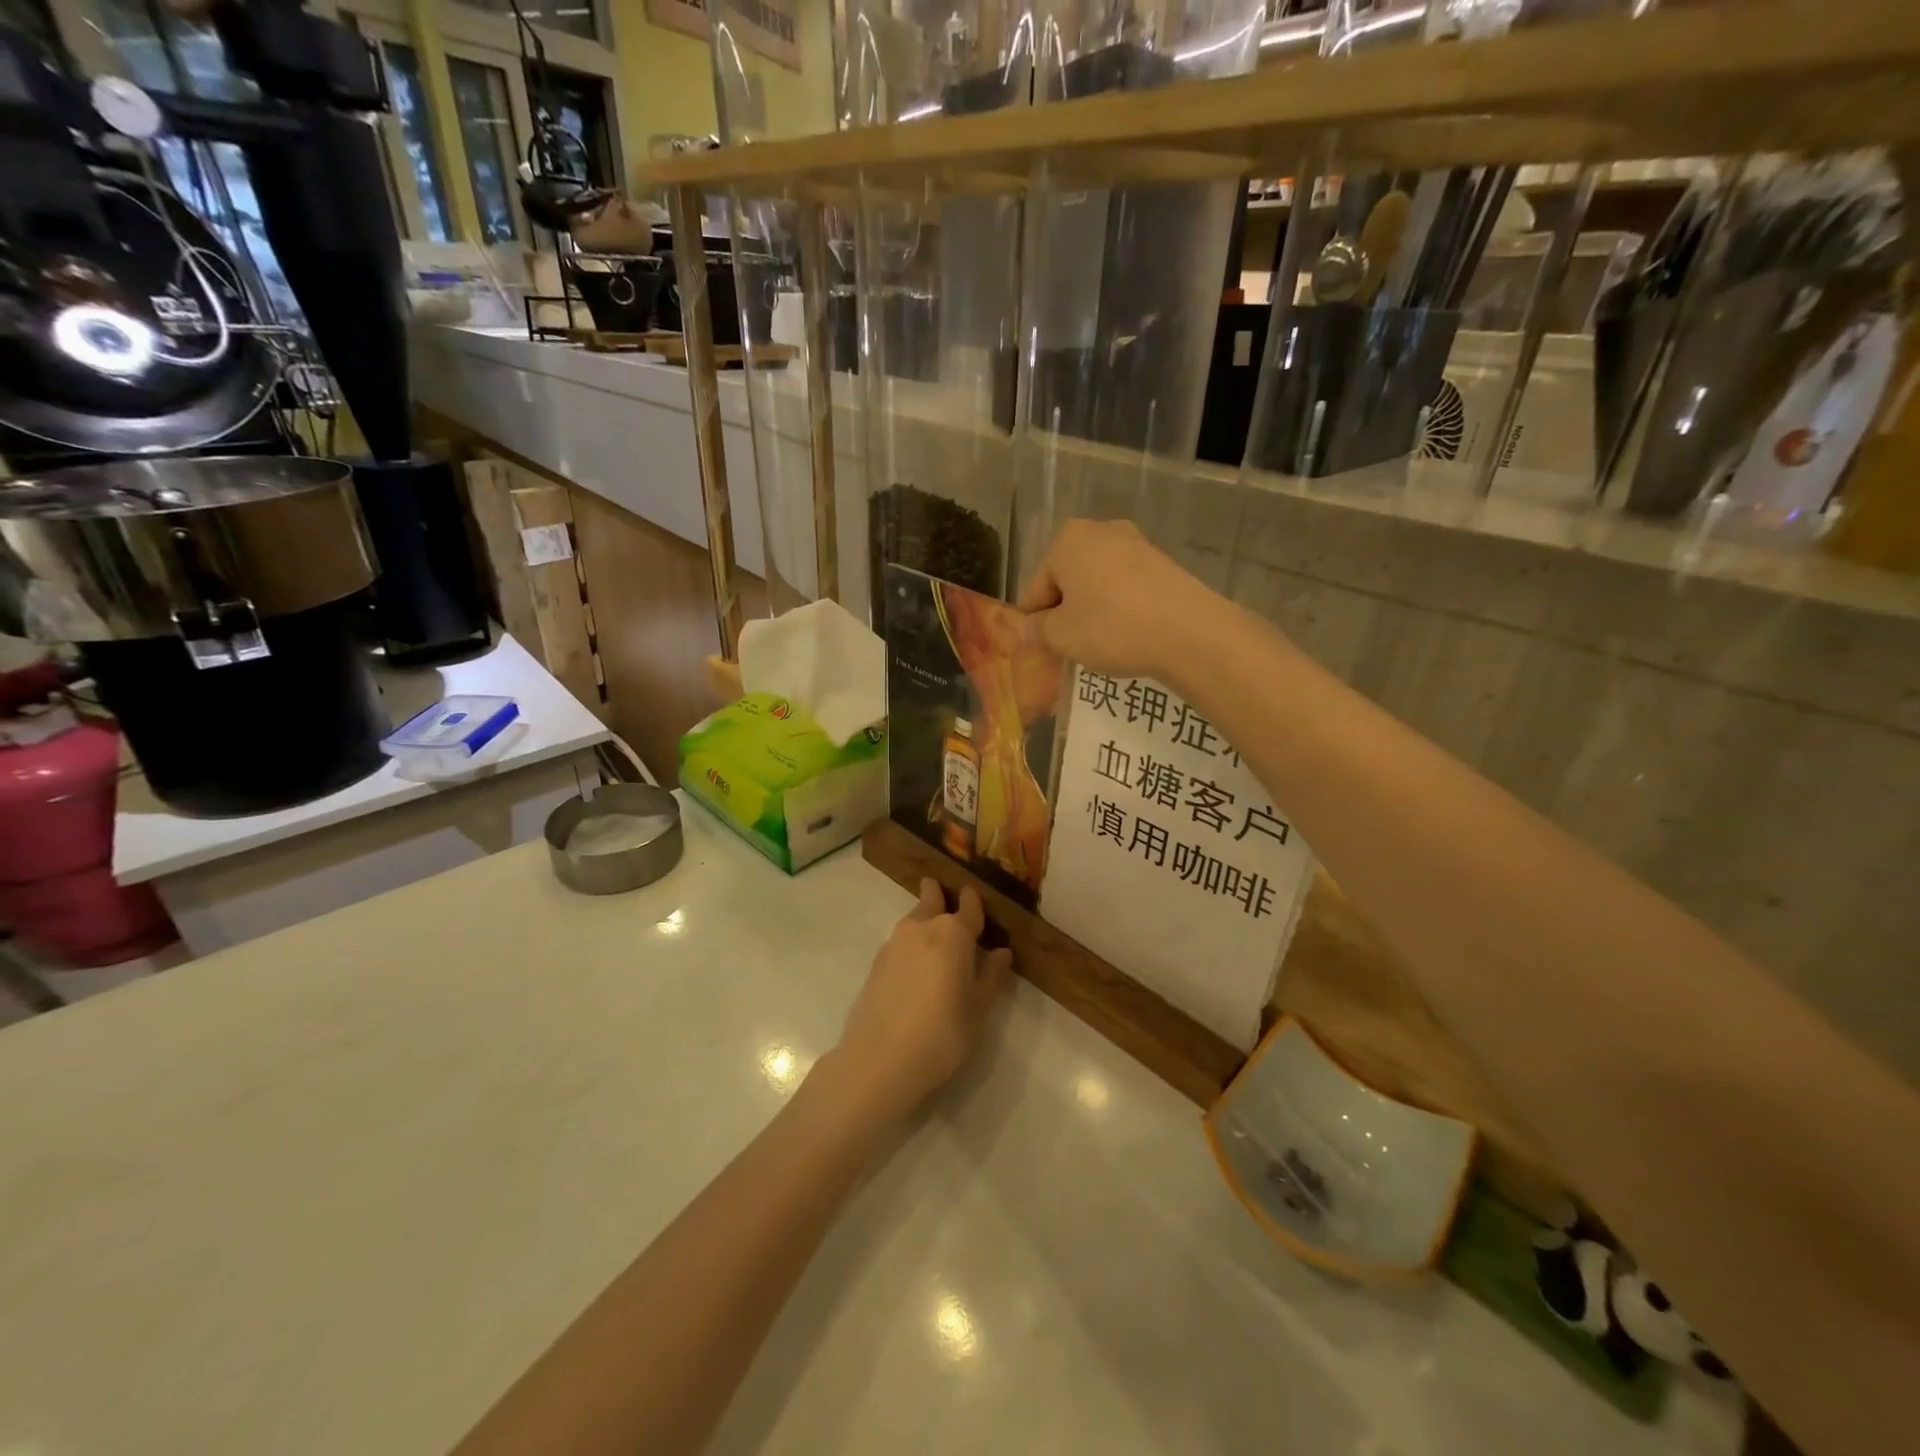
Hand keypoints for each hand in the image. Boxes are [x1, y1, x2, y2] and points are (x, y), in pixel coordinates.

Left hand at [829, 879, 1012, 1122]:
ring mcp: (894, 943)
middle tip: (944, 893)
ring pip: (913, 920)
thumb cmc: (942, 1032)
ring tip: (934, 937)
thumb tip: (1001, 953)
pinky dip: (910, 944)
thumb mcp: (978, 1008)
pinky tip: (915, 965)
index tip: (975, 898)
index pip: (969, 906)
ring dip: (924, 920)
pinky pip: (900, 942)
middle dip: (938, 894)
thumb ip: (991, 976)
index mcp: (953, 933)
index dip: (974, 903)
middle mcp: (922, 927)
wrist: (880, 1059)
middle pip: (932, 899)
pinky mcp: (876, 963)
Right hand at [1017, 519, 1221, 678]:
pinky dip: (1119, 607)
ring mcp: (1135, 543)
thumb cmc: (1112, 628)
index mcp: (1067, 540)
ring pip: (1097, 582)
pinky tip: (1127, 633)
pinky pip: (1125, 586)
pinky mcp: (1161, 561)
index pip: (1036, 587)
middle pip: (1067, 579)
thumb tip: (1026, 628)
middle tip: (1070, 646)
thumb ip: (1037, 630)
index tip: (1043, 648)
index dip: (1035, 622)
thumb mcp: (1062, 636)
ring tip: (1100, 643)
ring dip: (1092, 609)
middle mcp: (1100, 530)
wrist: (1188, 632)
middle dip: (1064, 611)